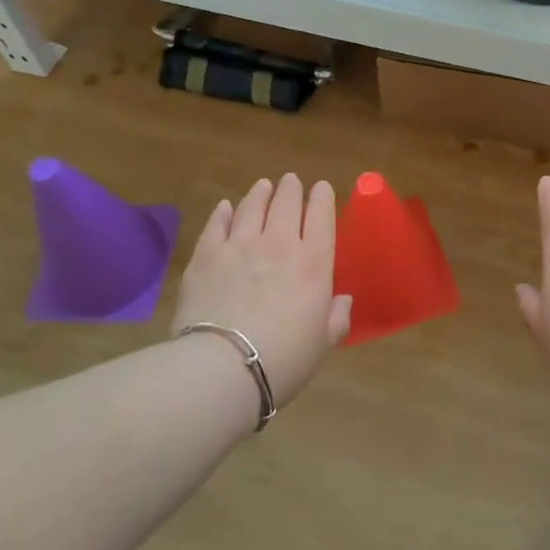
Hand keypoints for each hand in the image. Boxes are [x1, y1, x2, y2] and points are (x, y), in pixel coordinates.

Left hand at [173, 174, 350, 406]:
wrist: (223, 367)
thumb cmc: (284, 359)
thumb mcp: (323, 343)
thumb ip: (337, 317)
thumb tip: (343, 300)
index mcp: (314, 262)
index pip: (322, 216)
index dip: (323, 197)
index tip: (322, 187)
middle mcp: (280, 243)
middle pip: (287, 203)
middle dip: (291, 188)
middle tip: (291, 181)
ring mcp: (240, 245)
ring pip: (253, 206)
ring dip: (260, 193)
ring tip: (263, 186)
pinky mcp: (207, 255)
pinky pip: (217, 224)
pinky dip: (224, 212)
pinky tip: (225, 207)